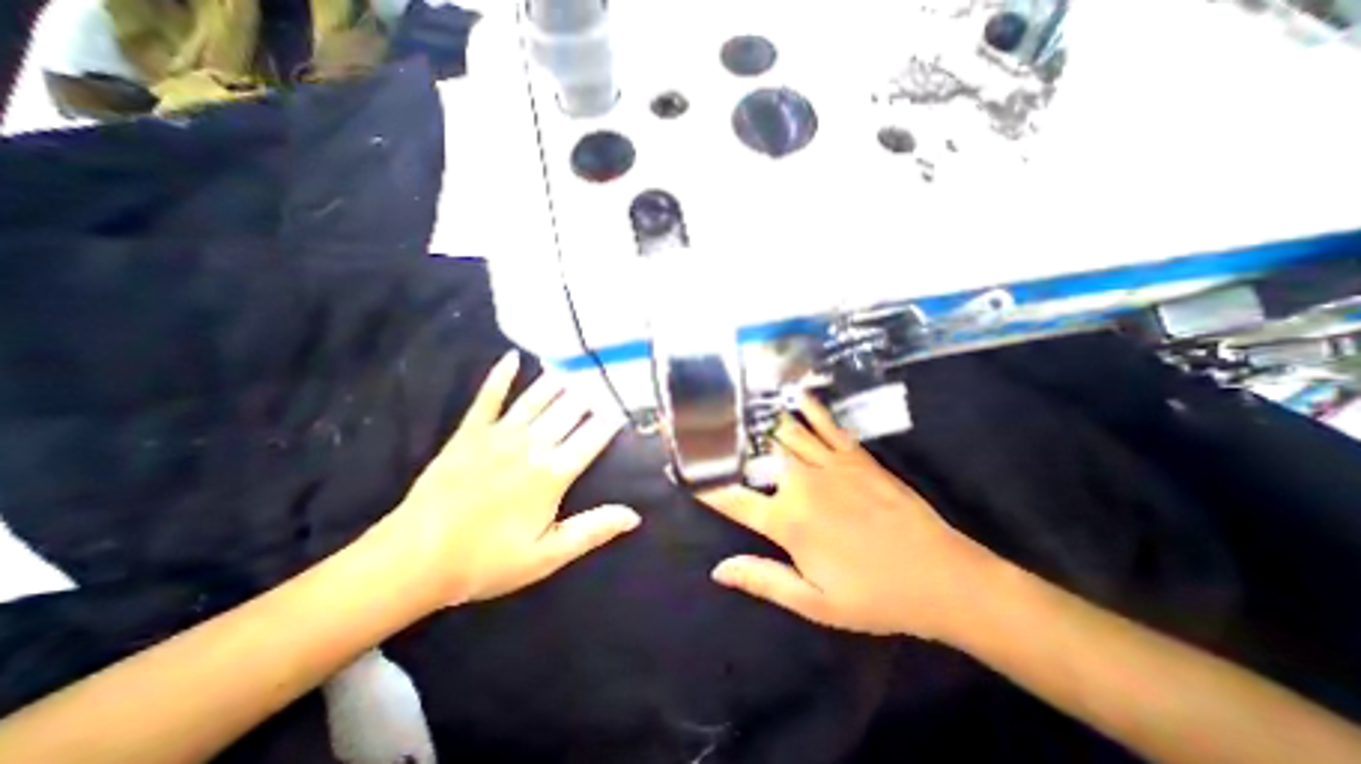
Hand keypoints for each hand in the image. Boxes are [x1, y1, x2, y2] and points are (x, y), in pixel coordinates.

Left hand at [373, 353, 642, 609]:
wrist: (414, 559)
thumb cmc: (487, 560)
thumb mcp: (547, 556)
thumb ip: (592, 530)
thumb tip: (634, 515)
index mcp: (553, 472)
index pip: (594, 436)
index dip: (614, 419)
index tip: (628, 404)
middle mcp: (532, 444)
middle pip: (571, 409)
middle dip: (593, 393)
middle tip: (607, 377)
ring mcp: (499, 434)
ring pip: (538, 397)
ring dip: (560, 380)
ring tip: (578, 365)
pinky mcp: (470, 431)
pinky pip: (489, 396)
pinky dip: (501, 375)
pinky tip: (513, 356)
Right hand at [696, 393, 995, 638]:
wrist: (941, 577)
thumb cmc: (875, 596)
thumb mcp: (815, 602)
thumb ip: (763, 580)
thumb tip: (718, 570)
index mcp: (788, 521)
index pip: (733, 498)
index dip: (705, 485)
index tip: (684, 471)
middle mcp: (801, 484)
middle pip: (757, 456)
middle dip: (732, 446)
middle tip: (713, 433)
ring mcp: (829, 464)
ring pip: (785, 433)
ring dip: (762, 422)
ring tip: (742, 407)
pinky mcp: (855, 455)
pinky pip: (825, 424)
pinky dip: (808, 407)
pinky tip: (795, 394)